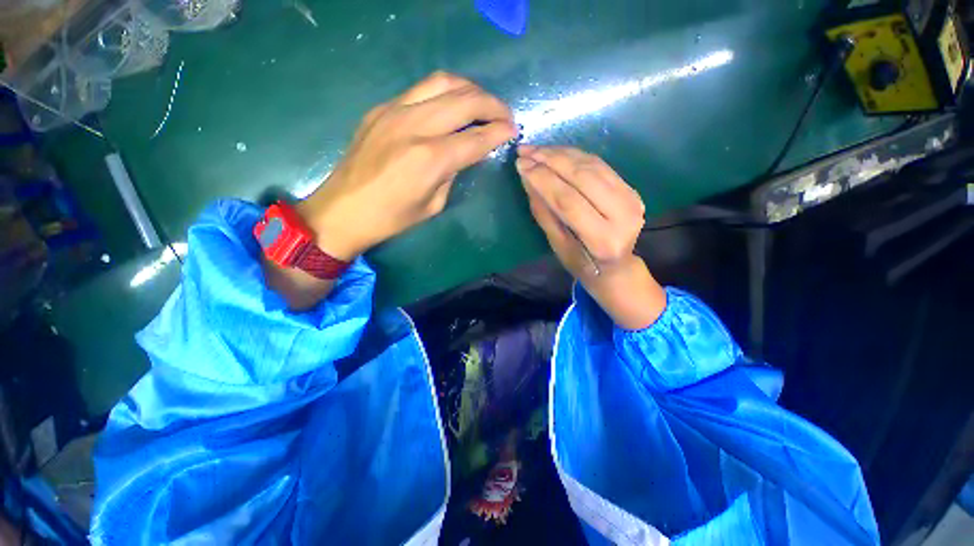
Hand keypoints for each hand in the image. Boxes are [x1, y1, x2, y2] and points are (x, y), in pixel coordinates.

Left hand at [297, 72, 516, 260]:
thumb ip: (453, 172)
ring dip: (470, 89)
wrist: (343, 210)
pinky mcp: (381, 108)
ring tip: (482, 103)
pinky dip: (444, 94)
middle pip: (464, 100)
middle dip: (492, 105)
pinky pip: (421, 90)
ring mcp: (394, 111)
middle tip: (504, 115)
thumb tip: (465, 152)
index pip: (476, 137)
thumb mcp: (433, 204)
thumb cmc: (392, 218)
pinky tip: (450, 107)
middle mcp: (415, 126)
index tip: (513, 131)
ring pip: (442, 82)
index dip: (499, 132)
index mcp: (431, 159)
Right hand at [516, 145, 665, 328]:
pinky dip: (575, 155)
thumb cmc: (581, 263)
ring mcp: (631, 199)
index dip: (543, 180)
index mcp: (602, 240)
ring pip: (592, 165)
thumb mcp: (557, 245)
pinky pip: (600, 164)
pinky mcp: (631, 188)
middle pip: (583, 177)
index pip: (569, 201)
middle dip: (550, 160)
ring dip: (561, 153)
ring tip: (536, 149)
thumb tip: (528, 179)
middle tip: (525, 151)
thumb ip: (544, 212)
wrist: (617, 266)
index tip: (521, 165)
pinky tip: (556, 152)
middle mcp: (623, 216)